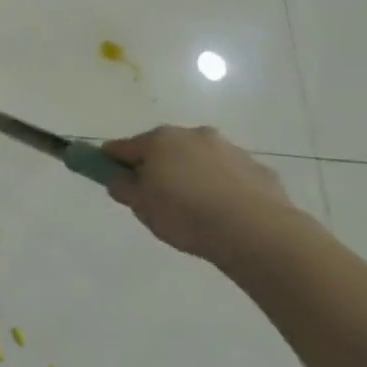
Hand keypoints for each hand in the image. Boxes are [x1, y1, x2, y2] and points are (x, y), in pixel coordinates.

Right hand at [102, 125, 310, 266]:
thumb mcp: (142, 207)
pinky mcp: (257, 168)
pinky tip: (224, 213)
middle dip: (156, 167)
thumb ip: (124, 189)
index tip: (109, 176)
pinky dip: (221, 187)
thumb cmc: (186, 215)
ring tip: (195, 211)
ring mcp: (228, 148)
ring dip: (191, 175)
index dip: (111, 161)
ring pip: (197, 159)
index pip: (122, 147)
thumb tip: (119, 179)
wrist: (256, 231)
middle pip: (163, 149)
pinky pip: (228, 175)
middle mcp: (192, 135)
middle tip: (156, 199)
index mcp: (159, 140)